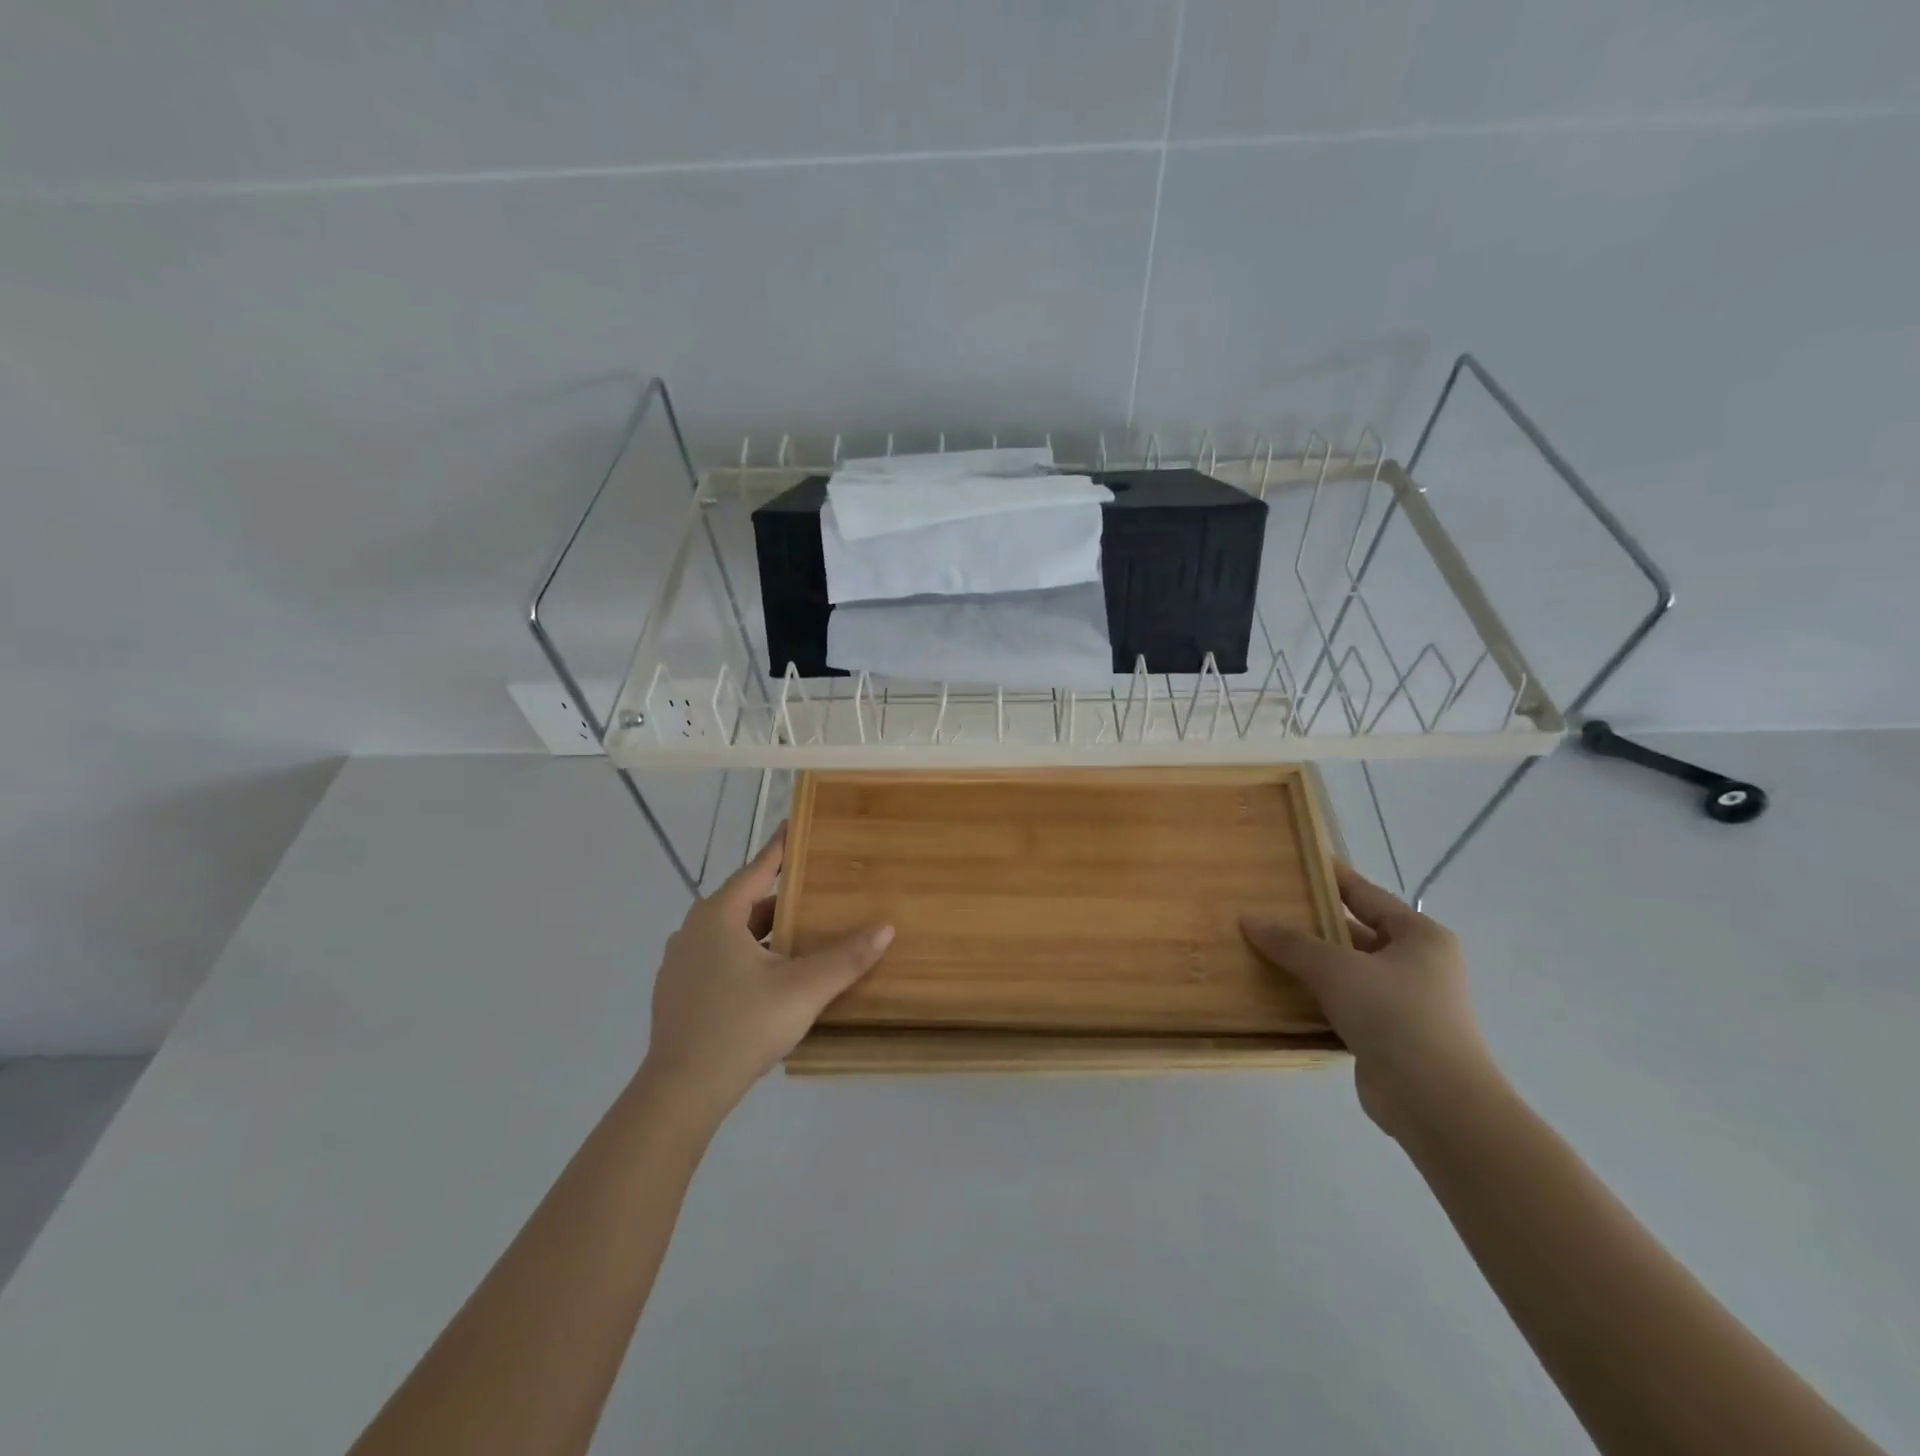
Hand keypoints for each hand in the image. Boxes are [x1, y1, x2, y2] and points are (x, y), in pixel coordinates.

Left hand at [639, 825, 893, 1123]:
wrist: (681, 1092)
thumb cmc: (742, 1026)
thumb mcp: (803, 989)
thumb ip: (846, 958)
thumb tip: (886, 928)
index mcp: (718, 916)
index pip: (757, 869)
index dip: (781, 848)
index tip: (798, 826)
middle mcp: (693, 930)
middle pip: (745, 902)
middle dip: (781, 897)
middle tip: (817, 892)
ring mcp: (680, 963)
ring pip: (731, 934)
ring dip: (765, 931)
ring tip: (801, 936)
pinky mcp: (677, 993)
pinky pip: (719, 958)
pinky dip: (747, 955)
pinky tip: (770, 977)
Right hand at [1241, 862, 1497, 1139]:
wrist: (1436, 1103)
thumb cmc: (1395, 1016)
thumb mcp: (1336, 969)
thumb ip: (1291, 942)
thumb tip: (1249, 919)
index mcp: (1419, 936)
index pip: (1366, 895)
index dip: (1330, 878)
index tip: (1293, 864)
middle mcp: (1417, 964)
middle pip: (1355, 933)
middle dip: (1312, 925)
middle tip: (1265, 910)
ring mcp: (1404, 1003)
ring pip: (1347, 972)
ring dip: (1310, 965)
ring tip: (1261, 948)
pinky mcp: (1388, 1036)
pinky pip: (1344, 1005)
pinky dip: (1316, 998)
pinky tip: (1278, 993)